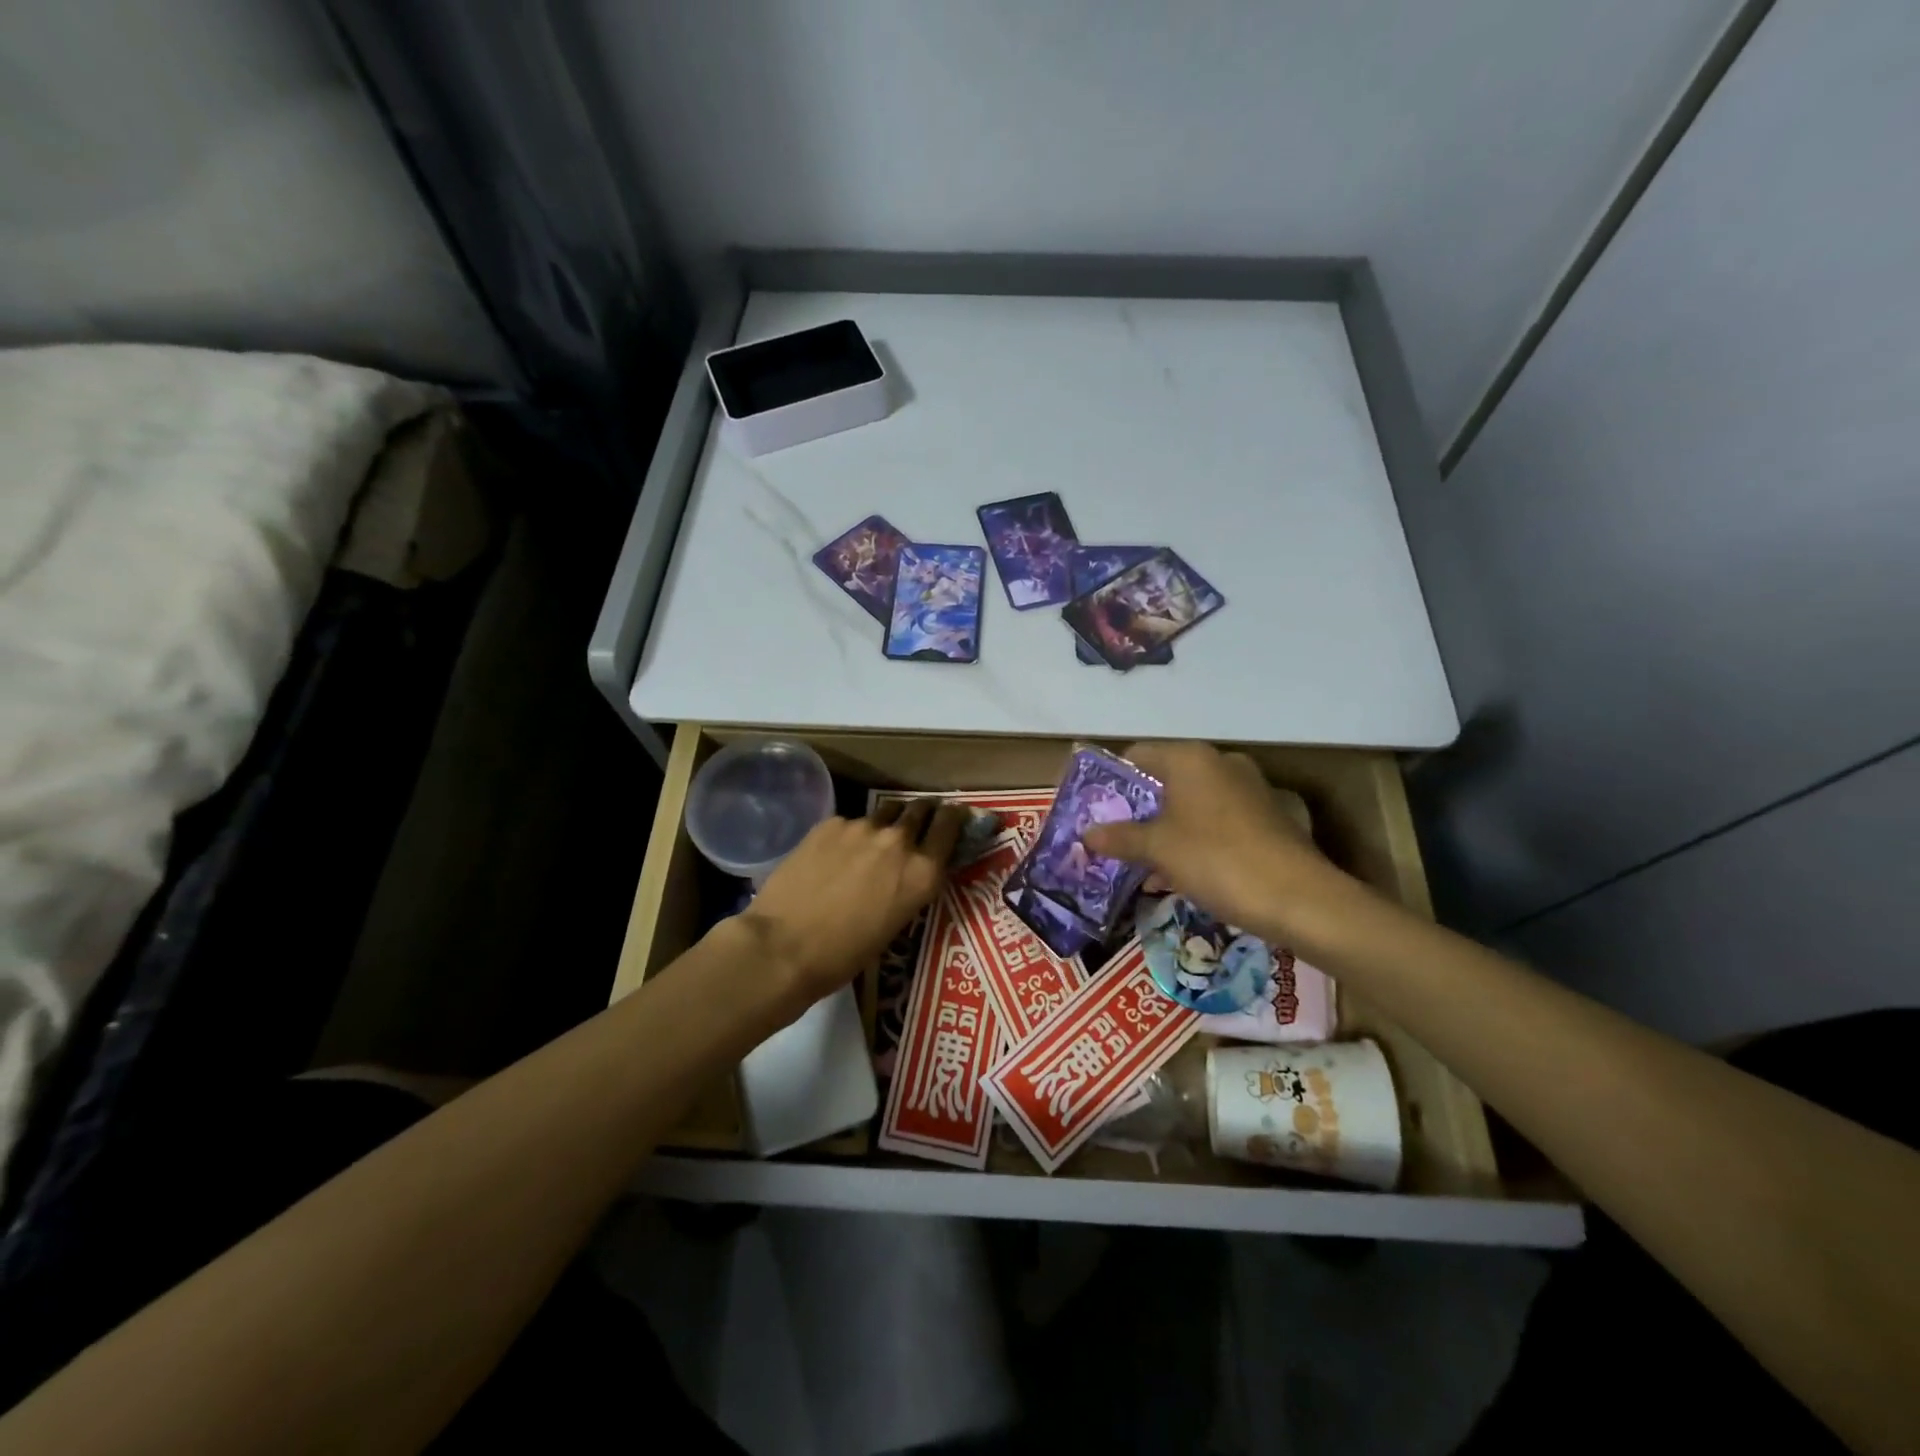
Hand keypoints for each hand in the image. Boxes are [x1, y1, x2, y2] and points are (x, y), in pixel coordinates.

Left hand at [739, 798, 966, 1016]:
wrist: (784, 946)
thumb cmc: (844, 954)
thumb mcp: (895, 923)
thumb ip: (909, 886)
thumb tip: (906, 871)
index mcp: (922, 872)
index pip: (950, 825)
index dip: (954, 817)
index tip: (954, 815)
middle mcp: (899, 842)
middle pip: (919, 809)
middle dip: (921, 813)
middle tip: (915, 823)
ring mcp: (862, 828)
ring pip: (883, 814)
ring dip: (885, 823)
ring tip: (871, 842)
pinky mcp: (829, 824)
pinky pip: (849, 823)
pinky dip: (849, 836)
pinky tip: (832, 856)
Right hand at [1083, 742, 1370, 951]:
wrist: (1299, 898)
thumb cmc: (1216, 860)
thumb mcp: (1158, 849)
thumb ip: (1119, 837)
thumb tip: (1087, 834)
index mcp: (1190, 758)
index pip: (1137, 755)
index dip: (1112, 782)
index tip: (1096, 812)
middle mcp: (1220, 763)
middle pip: (1165, 779)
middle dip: (1139, 810)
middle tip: (1115, 840)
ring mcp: (1248, 789)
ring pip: (1191, 803)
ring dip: (1166, 829)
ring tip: (1143, 864)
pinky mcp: (1267, 817)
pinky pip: (1217, 820)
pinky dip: (1195, 839)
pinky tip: (1182, 873)